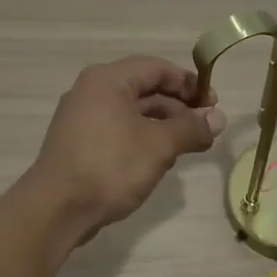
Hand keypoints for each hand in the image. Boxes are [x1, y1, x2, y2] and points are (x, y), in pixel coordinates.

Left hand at [27, 56, 225, 244]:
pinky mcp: (79, 144)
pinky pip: (119, 131)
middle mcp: (91, 92)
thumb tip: (218, 119)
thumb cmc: (111, 166)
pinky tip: (160, 159)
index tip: (213, 104)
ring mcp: (82, 119)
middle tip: (206, 128)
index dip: (188, 83)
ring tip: (189, 146)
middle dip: (179, 107)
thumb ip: (191, 128)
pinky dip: (143, 138)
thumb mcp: (159, 145)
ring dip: (164, 125)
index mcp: (108, 80)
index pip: (156, 68)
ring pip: (132, 113)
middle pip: (144, 90)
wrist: (57, 208)